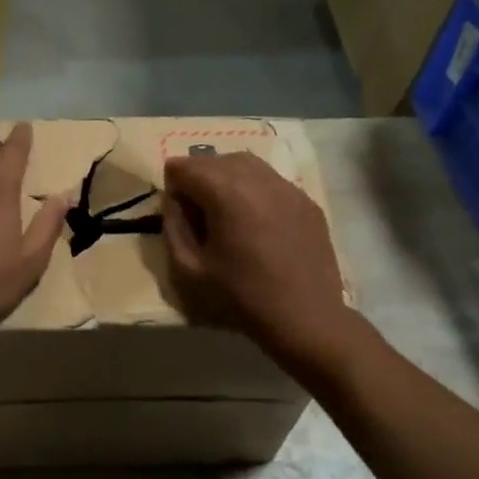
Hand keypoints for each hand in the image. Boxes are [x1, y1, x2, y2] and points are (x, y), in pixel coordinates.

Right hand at [161, 151, 352, 362]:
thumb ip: (173, 226)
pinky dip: (254, 189)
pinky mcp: (306, 201)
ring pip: (246, 163)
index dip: (172, 185)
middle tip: (196, 211)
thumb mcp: (189, 268)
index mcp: (226, 192)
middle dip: (198, 177)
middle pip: (215, 160)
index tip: (177, 212)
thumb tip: (174, 200)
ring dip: (226, 177)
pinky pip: (271, 180)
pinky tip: (255, 219)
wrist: (306, 318)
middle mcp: (257, 178)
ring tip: (224, 209)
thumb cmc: (241, 296)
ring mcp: (287, 187)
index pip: (184, 167)